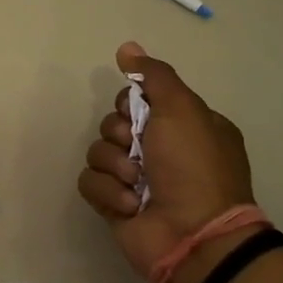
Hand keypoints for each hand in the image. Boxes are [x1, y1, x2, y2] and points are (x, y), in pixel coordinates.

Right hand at [77, 42, 255, 282]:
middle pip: (112, 123)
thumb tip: (126, 48)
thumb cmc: (193, 167)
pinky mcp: (114, 204)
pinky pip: (89, 183)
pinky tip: (129, 205)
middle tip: (138, 151)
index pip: (135, 99)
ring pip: (97, 152)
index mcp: (181, 125)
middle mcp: (158, 149)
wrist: (192, 235)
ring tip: (135, 184)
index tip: (139, 114)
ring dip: (115, 167)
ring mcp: (134, 179)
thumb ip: (153, 76)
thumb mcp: (182, 109)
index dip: (130, 104)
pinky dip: (107, 192)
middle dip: (119, 136)